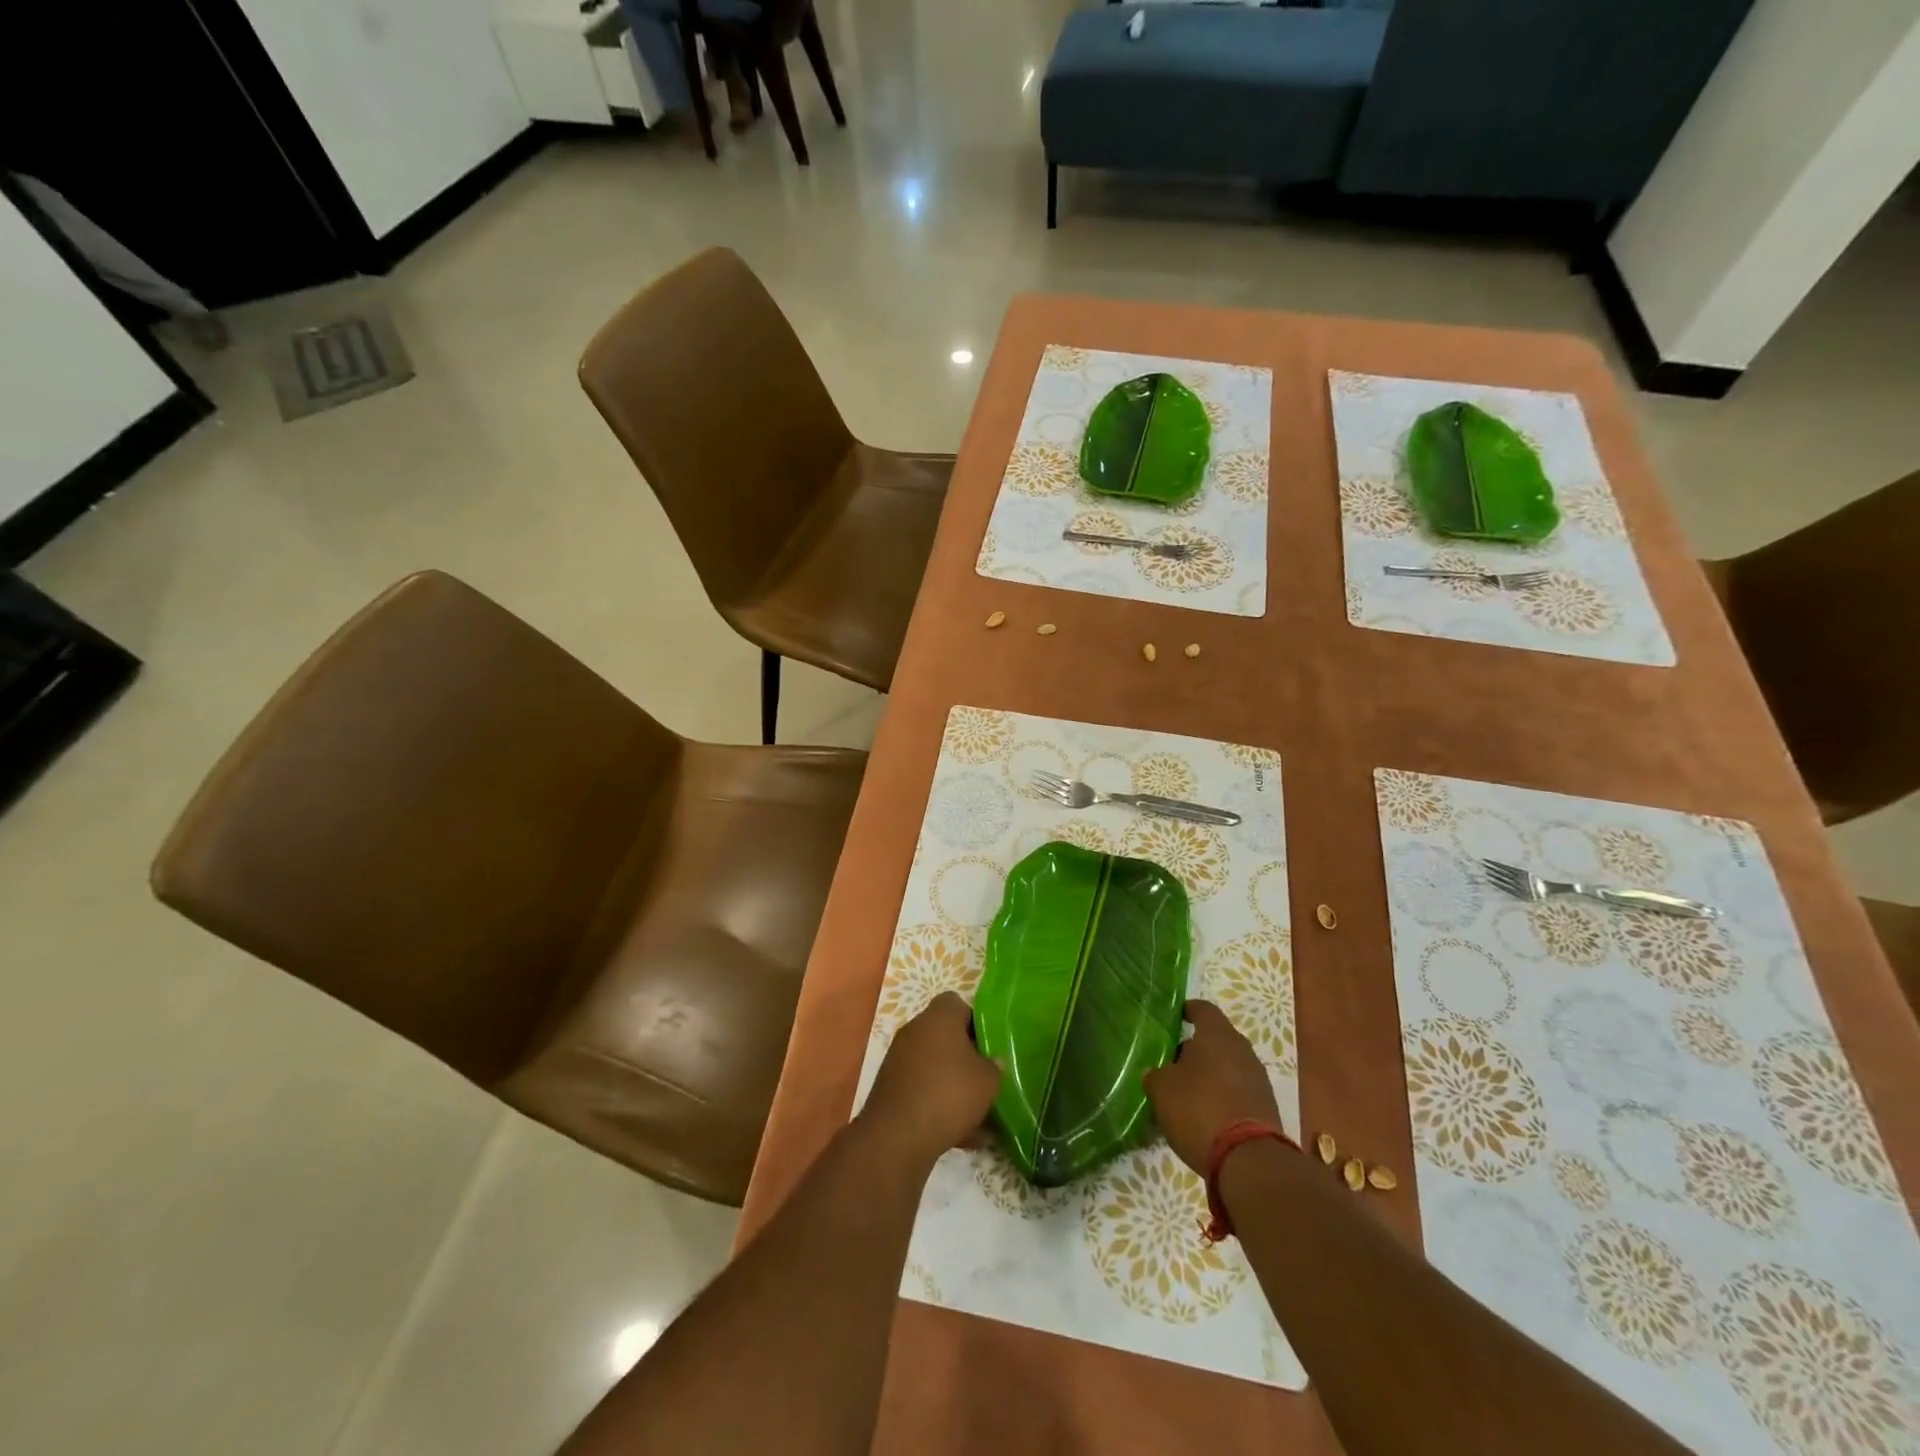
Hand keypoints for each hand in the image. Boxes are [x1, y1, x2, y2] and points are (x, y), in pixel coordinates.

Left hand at [859, 992, 1002, 1169]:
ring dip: (951, 1083)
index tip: (988, 1045)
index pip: (958, 1003)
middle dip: (965, 1056)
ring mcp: (899, 1057)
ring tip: (975, 1114)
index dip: (975, 1021)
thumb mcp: (988, 1081)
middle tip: (983, 1078)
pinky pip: (921, 1087)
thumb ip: (994, 1067)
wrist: (897, 1136)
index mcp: (939, 1017)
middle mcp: (915, 1029)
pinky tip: (956, 1133)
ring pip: (934, 1064)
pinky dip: (936, 1102)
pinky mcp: (890, 1085)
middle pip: (945, 1035)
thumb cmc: (949, 1094)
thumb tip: (992, 1062)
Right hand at [1143, 1000, 1281, 1173]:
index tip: (1174, 1017)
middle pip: (1216, 1039)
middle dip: (1194, 1048)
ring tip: (1184, 1092)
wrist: (1249, 1161)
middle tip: (1171, 1062)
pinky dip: (1221, 1096)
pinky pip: (1237, 1091)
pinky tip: (1204, 1115)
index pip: (1203, 1009)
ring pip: (1227, 1066)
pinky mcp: (1265, 1108)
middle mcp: (1242, 1050)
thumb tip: (1158, 1073)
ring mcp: (1257, 1080)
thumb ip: (1157, 1075)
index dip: (1187, 1010)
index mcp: (1217, 1036)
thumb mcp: (1162, 1090)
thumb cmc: (1199, 1109)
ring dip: (1208, 1075)